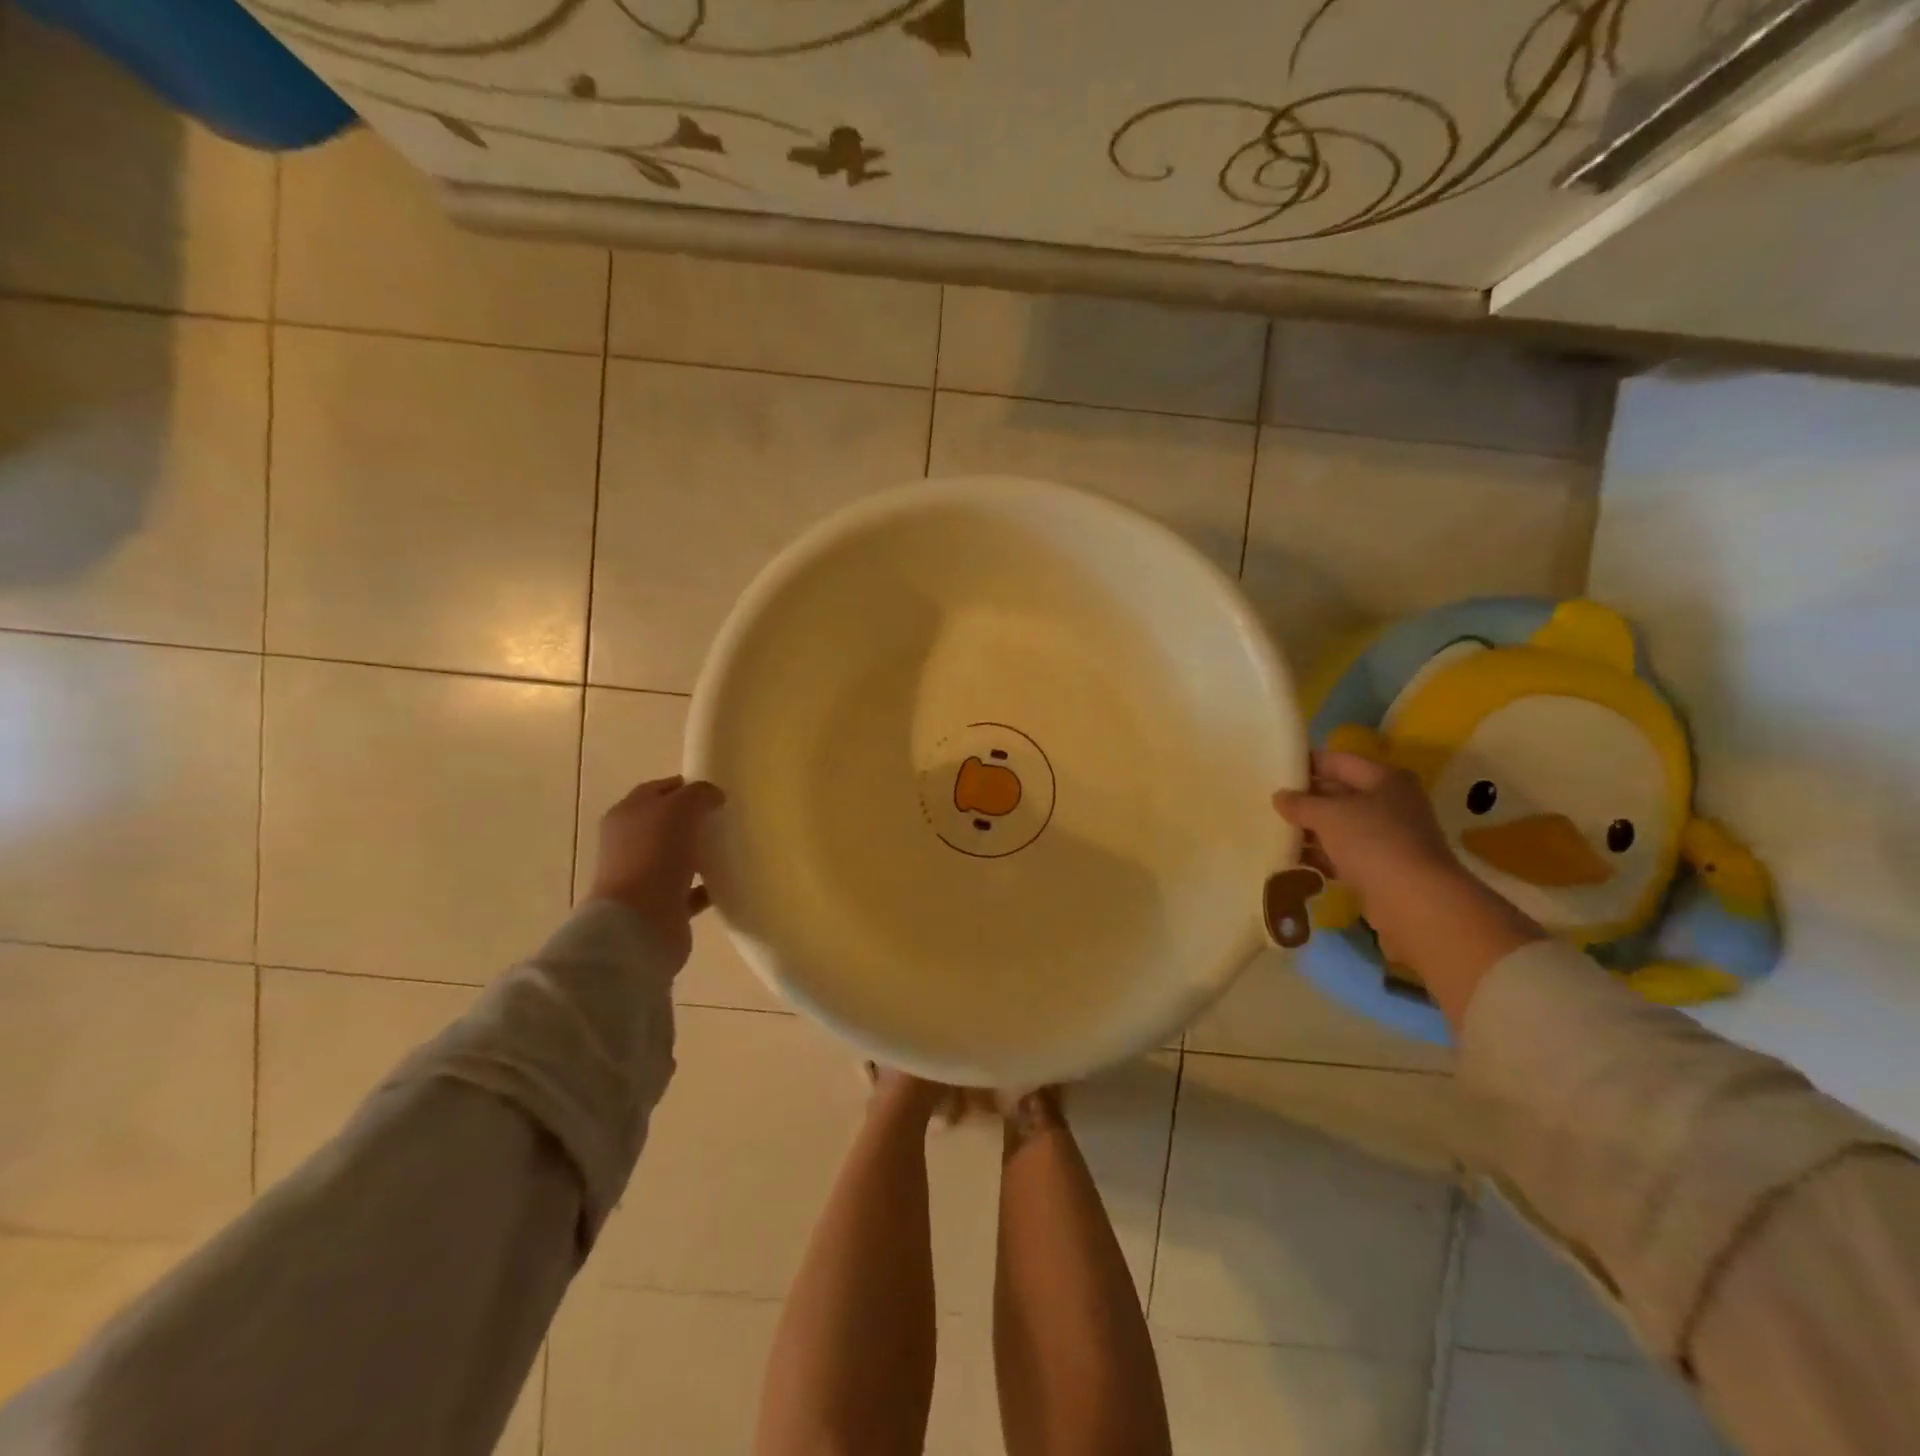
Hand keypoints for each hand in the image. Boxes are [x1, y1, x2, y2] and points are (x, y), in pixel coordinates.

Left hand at [588, 775, 724, 961]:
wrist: (640, 921)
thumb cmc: (655, 854)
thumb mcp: (680, 809)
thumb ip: (699, 794)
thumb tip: (713, 795)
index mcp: (626, 815)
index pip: (655, 791)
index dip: (683, 786)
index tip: (713, 791)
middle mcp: (629, 844)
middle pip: (664, 824)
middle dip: (691, 819)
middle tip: (724, 817)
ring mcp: (643, 876)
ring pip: (676, 857)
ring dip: (699, 852)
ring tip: (729, 848)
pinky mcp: (661, 906)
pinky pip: (689, 890)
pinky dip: (706, 886)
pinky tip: (728, 881)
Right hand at [1273, 752, 1541, 1024]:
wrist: (1415, 902)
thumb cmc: (1373, 842)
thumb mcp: (1328, 815)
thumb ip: (1300, 803)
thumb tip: (1280, 796)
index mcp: (1385, 779)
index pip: (1338, 761)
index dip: (1306, 763)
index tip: (1274, 769)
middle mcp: (1390, 804)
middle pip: (1339, 794)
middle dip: (1305, 799)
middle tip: (1268, 802)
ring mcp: (1388, 838)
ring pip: (1339, 827)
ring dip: (1309, 830)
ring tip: (1272, 831)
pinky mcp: (1381, 868)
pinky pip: (1342, 855)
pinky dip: (1320, 856)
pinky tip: (1291, 859)